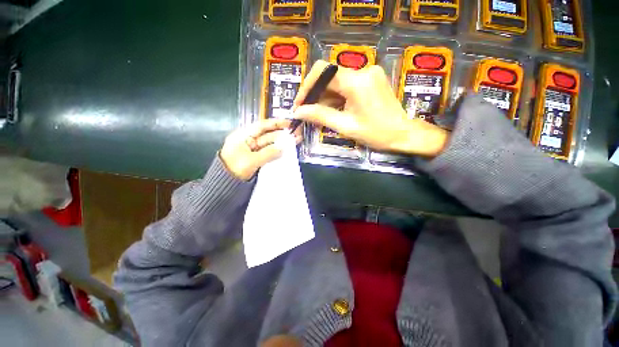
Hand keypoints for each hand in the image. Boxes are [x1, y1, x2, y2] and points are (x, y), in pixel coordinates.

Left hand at [220, 119, 301, 179]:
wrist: (225, 186)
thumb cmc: (234, 170)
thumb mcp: (251, 161)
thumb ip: (268, 153)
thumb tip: (282, 147)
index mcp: (243, 136)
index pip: (261, 126)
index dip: (275, 123)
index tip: (288, 123)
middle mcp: (248, 141)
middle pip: (267, 135)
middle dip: (281, 134)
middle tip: (295, 134)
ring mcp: (253, 150)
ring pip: (269, 144)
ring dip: (281, 143)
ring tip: (294, 142)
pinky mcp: (257, 158)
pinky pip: (269, 153)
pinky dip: (277, 152)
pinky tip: (286, 151)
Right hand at [292, 60, 448, 157]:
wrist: (404, 134)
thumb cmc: (376, 133)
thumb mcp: (346, 126)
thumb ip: (321, 116)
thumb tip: (298, 112)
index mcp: (356, 82)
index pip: (323, 72)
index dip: (307, 87)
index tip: (299, 104)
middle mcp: (363, 71)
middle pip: (329, 77)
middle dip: (315, 95)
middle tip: (306, 113)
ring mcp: (368, 74)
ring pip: (337, 83)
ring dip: (325, 98)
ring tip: (318, 116)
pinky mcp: (371, 81)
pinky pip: (347, 86)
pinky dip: (336, 98)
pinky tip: (332, 111)